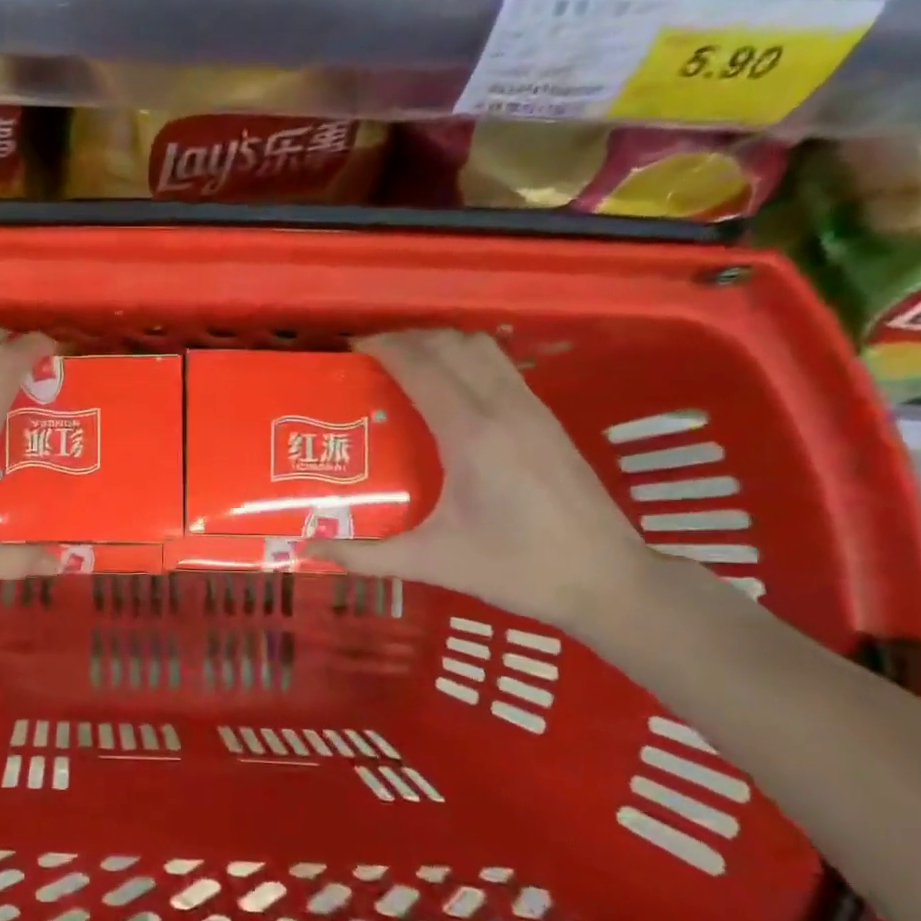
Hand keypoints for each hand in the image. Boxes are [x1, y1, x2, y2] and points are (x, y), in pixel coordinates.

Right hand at [307, 330, 655, 631]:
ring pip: (481, 348)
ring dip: (439, 344)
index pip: (422, 366)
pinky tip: (448, 389)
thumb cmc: (516, 569)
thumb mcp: (432, 562)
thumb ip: (367, 554)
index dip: (383, 348)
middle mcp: (504, 408)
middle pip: (451, 344)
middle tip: (369, 358)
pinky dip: (465, 359)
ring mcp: (532, 409)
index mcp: (472, 434)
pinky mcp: (547, 419)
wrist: (607, 581)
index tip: (349, 350)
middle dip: (406, 339)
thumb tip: (312, 549)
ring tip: (405, 364)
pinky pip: (499, 366)